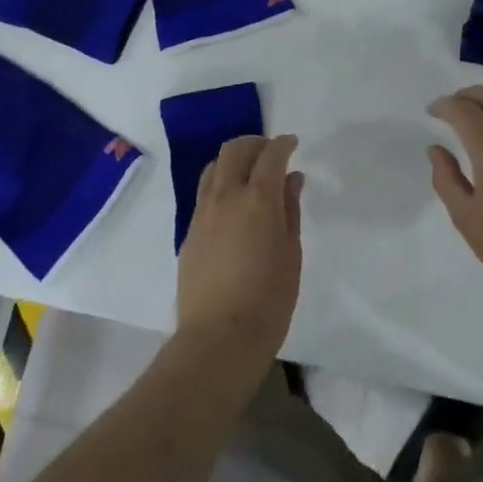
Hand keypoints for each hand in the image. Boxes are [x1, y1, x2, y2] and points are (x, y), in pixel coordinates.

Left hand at [175, 134, 303, 370]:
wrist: (219, 337)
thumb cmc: (269, 298)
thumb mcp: (291, 252)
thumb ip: (289, 209)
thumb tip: (291, 179)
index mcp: (258, 199)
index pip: (271, 155)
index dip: (283, 144)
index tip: (293, 144)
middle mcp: (226, 196)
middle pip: (234, 150)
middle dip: (255, 144)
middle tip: (271, 153)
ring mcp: (202, 213)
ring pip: (213, 168)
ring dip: (233, 161)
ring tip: (250, 175)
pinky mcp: (189, 232)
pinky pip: (204, 193)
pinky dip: (220, 184)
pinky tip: (233, 205)